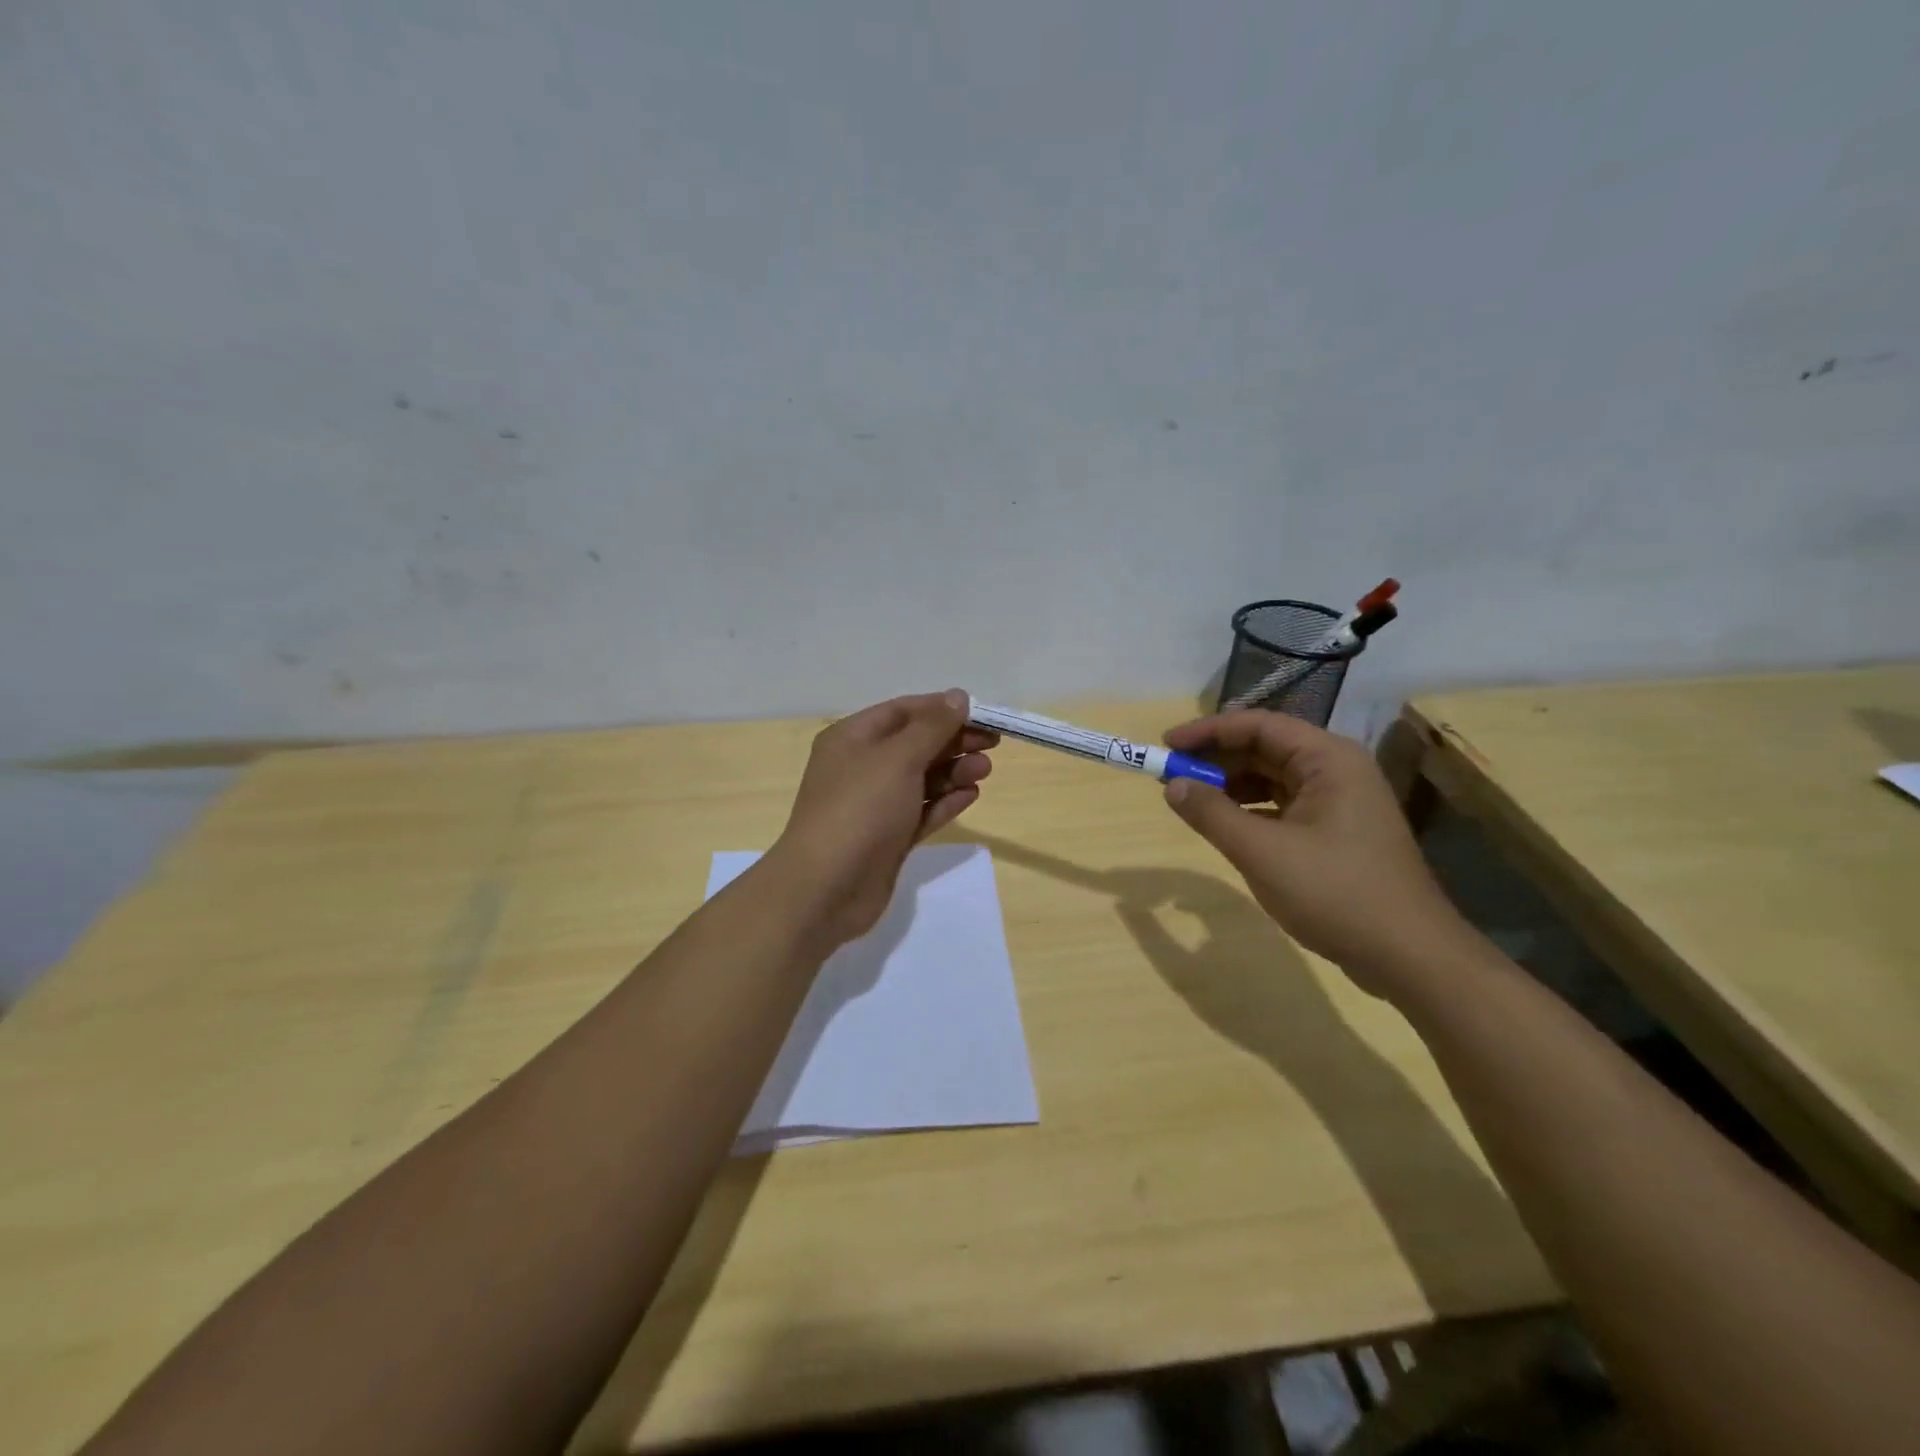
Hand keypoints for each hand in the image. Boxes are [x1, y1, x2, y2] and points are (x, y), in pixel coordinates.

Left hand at [767, 690, 996, 948]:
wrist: (826, 888)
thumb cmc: (860, 809)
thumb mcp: (898, 758)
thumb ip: (932, 727)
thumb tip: (957, 697)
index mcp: (852, 738)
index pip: (903, 712)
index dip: (942, 709)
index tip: (982, 714)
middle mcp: (861, 767)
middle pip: (915, 744)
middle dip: (953, 741)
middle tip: (992, 745)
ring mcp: (874, 805)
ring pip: (921, 779)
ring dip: (953, 771)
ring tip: (984, 771)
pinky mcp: (888, 838)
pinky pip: (921, 811)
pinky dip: (945, 802)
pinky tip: (971, 795)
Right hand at [1159, 710, 1474, 996]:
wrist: (1410, 956)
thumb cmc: (1335, 893)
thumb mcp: (1262, 852)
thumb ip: (1212, 813)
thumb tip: (1172, 784)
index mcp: (1328, 759)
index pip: (1258, 725)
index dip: (1207, 731)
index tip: (1166, 746)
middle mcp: (1337, 770)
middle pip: (1266, 747)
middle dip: (1217, 759)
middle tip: (1172, 775)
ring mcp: (1341, 802)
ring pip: (1274, 778)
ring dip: (1231, 785)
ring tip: (1192, 801)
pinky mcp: (1338, 832)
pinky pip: (1284, 805)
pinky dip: (1251, 810)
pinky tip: (1227, 827)